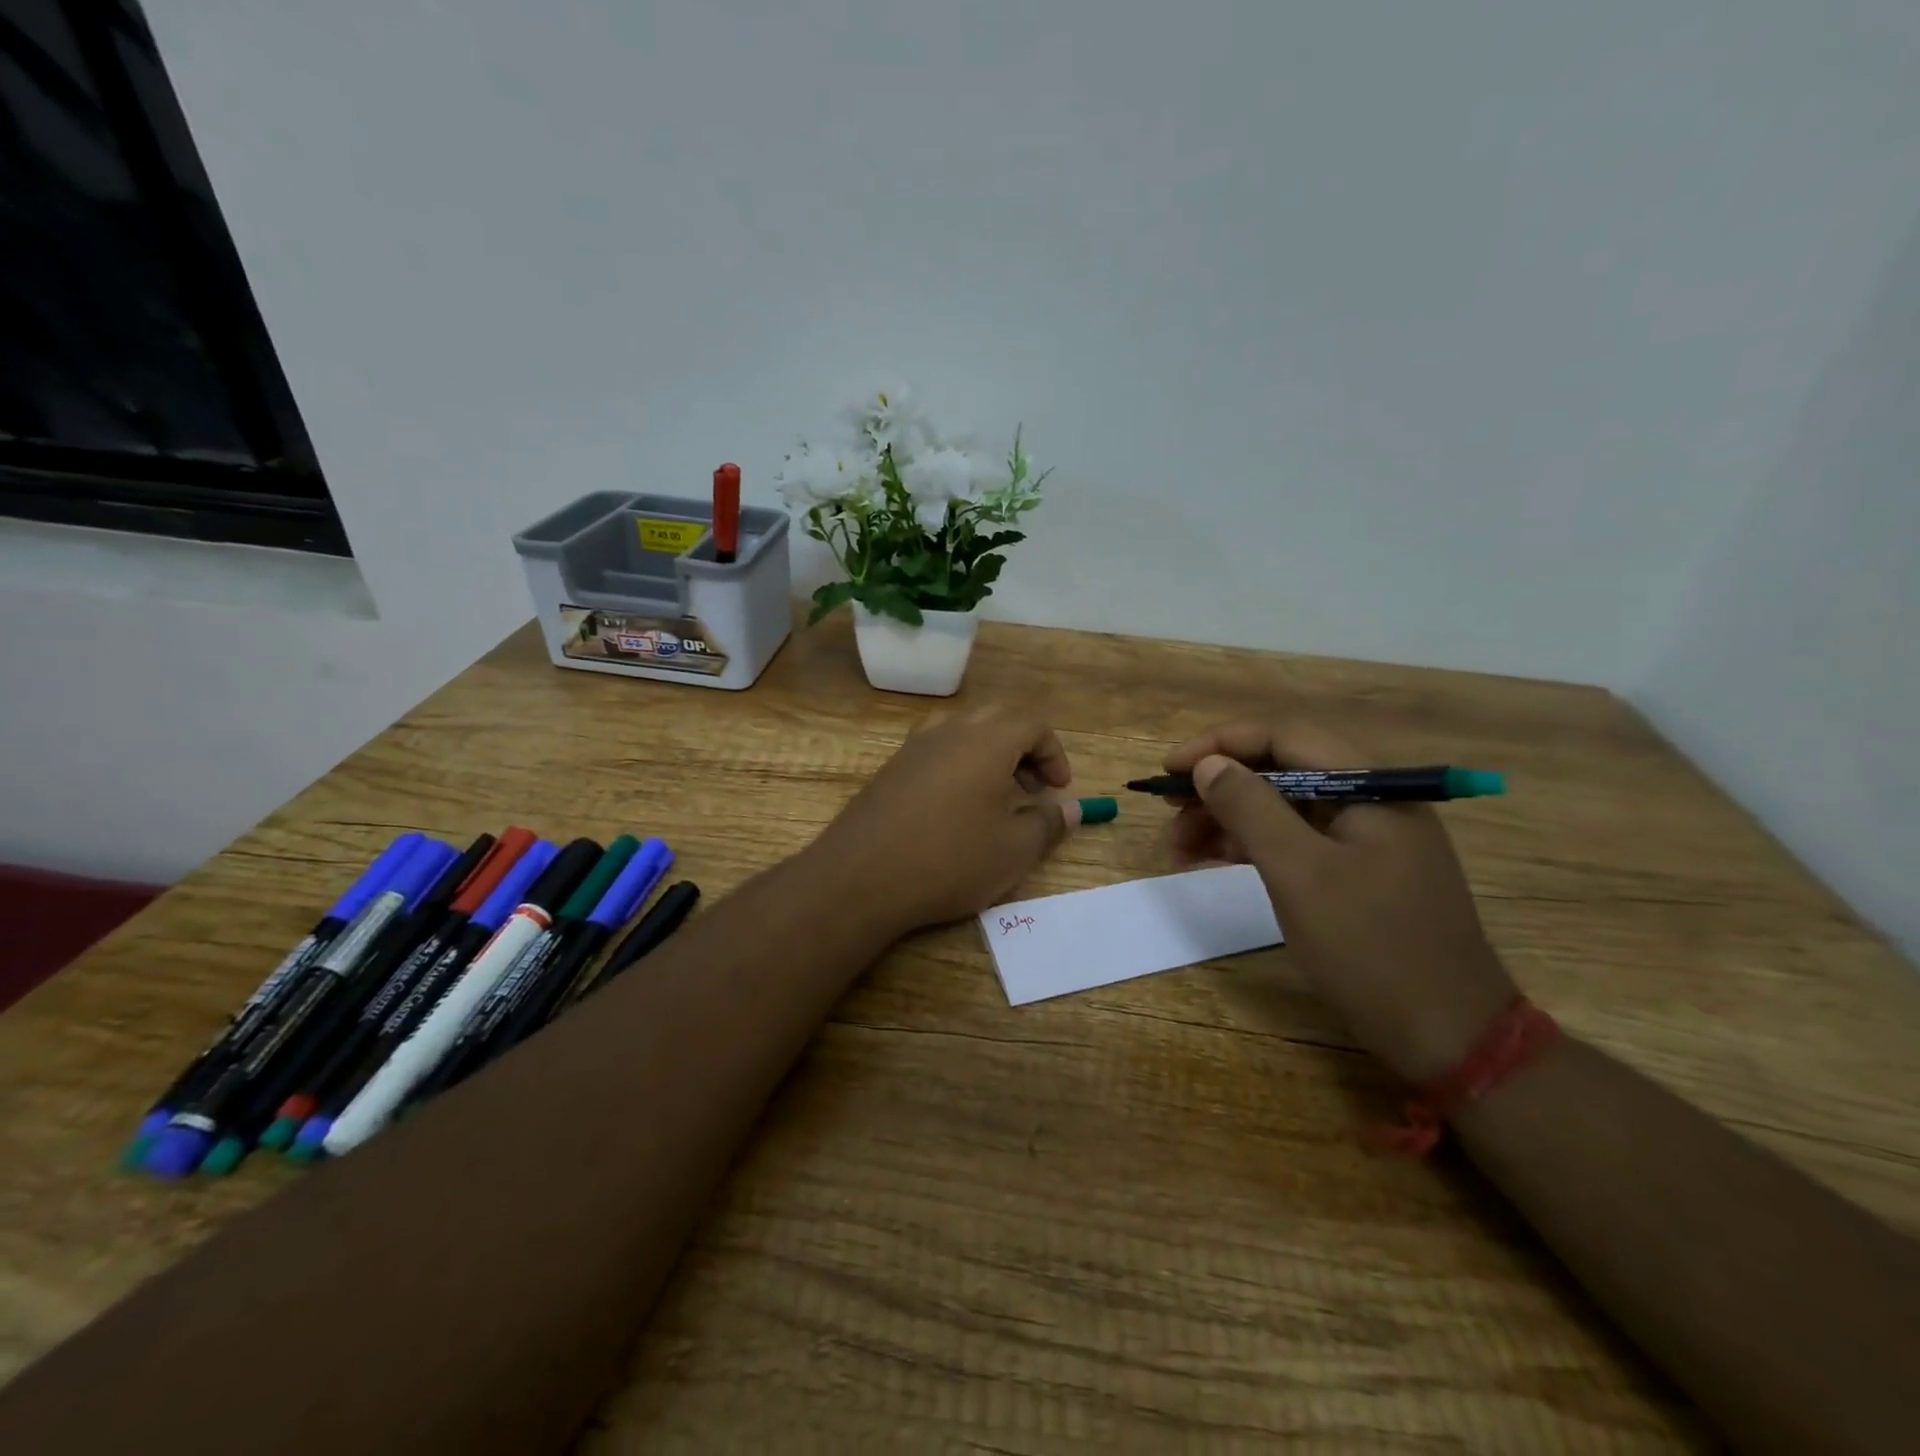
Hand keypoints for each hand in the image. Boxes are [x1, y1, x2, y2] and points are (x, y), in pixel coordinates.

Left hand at [815, 706, 1079, 933]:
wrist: (860, 877)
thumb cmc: (950, 860)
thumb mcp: (1014, 850)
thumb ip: (1049, 824)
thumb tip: (1072, 809)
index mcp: (987, 741)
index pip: (1033, 726)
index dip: (1054, 755)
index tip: (1059, 791)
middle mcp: (950, 731)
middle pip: (998, 721)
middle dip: (1024, 751)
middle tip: (1032, 791)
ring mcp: (914, 747)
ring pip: (963, 732)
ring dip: (989, 755)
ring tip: (995, 797)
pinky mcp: (890, 768)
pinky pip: (935, 751)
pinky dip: (958, 766)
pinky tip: (954, 809)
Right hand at [1165, 721, 1516, 1083]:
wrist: (1448, 1036)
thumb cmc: (1371, 948)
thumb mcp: (1300, 874)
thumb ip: (1251, 809)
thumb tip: (1208, 764)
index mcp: (1370, 786)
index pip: (1284, 737)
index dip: (1220, 745)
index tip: (1170, 768)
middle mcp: (1370, 800)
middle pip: (1281, 771)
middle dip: (1219, 787)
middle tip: (1169, 812)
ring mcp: (1366, 838)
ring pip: (1283, 807)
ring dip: (1228, 819)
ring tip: (1178, 846)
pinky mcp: (1357, 871)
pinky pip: (1295, 840)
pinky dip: (1252, 846)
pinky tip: (1213, 860)